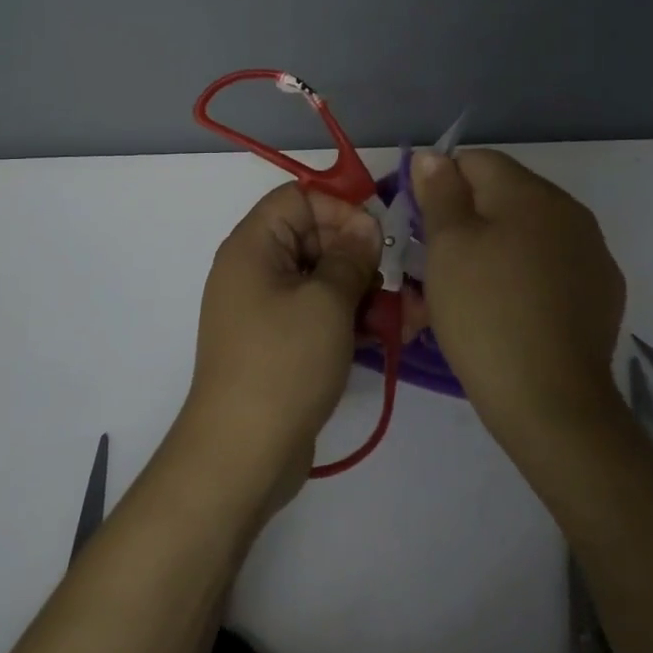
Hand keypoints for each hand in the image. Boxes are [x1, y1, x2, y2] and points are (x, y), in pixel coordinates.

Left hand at [178, 182, 379, 511]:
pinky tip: (394, 332)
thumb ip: (351, 257)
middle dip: (360, 254)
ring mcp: (268, 309)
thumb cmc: (284, 363)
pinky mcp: (282, 343)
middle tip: (397, 277)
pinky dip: (352, 318)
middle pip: (314, 238)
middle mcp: (256, 270)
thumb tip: (365, 226)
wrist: (242, 454)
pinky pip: (320, 314)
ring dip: (365, 290)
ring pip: (323, 279)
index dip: (340, 208)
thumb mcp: (327, 302)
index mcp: (254, 246)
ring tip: (409, 311)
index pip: (298, 198)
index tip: (378, 235)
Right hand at [412, 149, 625, 445]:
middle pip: (504, 194)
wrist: (551, 402)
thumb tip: (433, 156)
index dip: (440, 186)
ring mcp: (592, 251)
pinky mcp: (603, 290)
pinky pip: (553, 263)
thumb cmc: (485, 313)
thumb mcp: (447, 247)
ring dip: (499, 246)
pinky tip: (513, 309)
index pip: (474, 161)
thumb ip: (440, 192)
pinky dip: (529, 274)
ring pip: (529, 230)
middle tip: (440, 264)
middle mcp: (569, 210)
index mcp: (530, 192)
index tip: (421, 227)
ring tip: (474, 291)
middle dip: (469, 218)